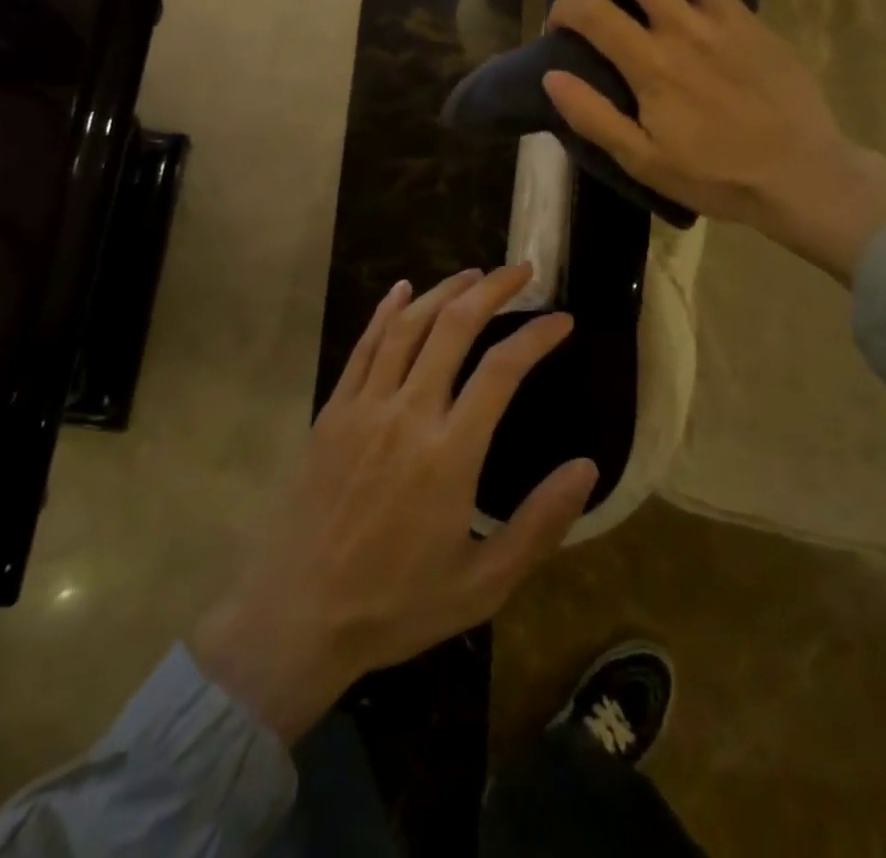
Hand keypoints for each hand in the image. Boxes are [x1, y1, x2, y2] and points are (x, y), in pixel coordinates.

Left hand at [190, 267, 597, 742]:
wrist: (297, 615)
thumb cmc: (396, 604)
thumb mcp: (484, 583)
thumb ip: (540, 523)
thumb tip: (587, 467)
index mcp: (450, 453)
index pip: (502, 370)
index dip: (536, 335)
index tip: (561, 319)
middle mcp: (407, 413)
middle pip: (453, 328)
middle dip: (492, 290)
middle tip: (520, 271)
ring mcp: (364, 406)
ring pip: (407, 326)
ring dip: (443, 291)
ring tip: (473, 274)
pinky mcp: (333, 410)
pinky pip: (363, 346)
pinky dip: (386, 311)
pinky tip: (402, 290)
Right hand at [543, 0, 885, 281]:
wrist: (799, 174)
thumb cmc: (715, 174)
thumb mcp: (644, 160)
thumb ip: (594, 117)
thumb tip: (552, 75)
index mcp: (651, 65)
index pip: (593, 16)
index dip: (565, 9)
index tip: (556, 20)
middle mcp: (684, 29)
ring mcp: (724, 19)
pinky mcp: (753, 22)